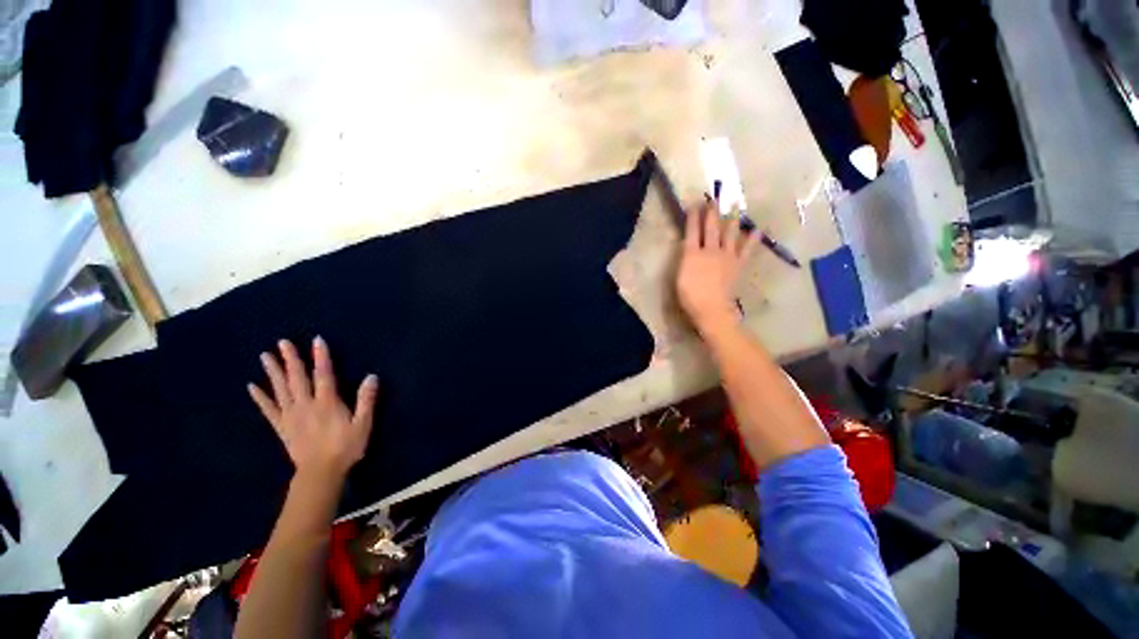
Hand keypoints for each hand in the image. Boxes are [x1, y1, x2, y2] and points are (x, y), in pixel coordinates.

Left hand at [248, 337, 378, 481]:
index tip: (316, 340)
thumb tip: (371, 376)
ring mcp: (291, 416)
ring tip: (265, 356)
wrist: (321, 473)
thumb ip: (366, 400)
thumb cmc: (346, 446)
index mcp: (327, 402)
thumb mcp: (363, 423)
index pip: (324, 374)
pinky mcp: (282, 427)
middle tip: (282, 342)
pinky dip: (260, 398)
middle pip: (298, 378)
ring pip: (280, 390)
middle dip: (291, 359)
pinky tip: (252, 387)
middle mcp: (306, 405)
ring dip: (273, 372)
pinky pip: (269, 410)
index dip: (321, 357)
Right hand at [676, 199, 759, 336]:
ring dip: (732, 218)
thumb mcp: (679, 277)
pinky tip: (757, 230)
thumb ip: (684, 260)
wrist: (712, 309)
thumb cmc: (690, 296)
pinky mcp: (737, 264)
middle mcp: (710, 250)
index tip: (694, 203)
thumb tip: (688, 248)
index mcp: (692, 254)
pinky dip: (752, 239)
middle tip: (714, 197)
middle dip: (711, 212)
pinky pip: (746, 249)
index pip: (691, 231)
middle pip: (711, 227)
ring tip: (736, 204)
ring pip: (729, 233)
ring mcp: (726, 256)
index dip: (692, 217)